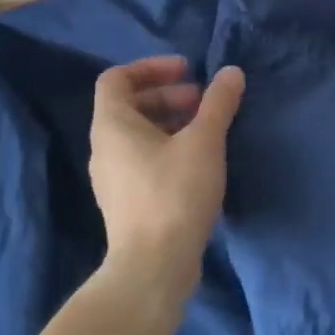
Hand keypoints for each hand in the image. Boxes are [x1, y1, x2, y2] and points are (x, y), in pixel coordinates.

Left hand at [89, 56, 244, 300]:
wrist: (153, 267)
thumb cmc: (174, 194)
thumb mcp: (203, 142)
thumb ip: (218, 103)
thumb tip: (231, 73)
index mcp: (112, 125)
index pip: (117, 78)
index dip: (151, 67)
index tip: (188, 71)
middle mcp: (104, 148)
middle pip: (130, 105)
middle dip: (169, 96)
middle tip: (204, 102)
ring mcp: (111, 178)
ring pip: (138, 135)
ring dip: (171, 123)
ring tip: (207, 131)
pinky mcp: (126, 202)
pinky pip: (143, 160)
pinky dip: (167, 149)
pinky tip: (199, 164)